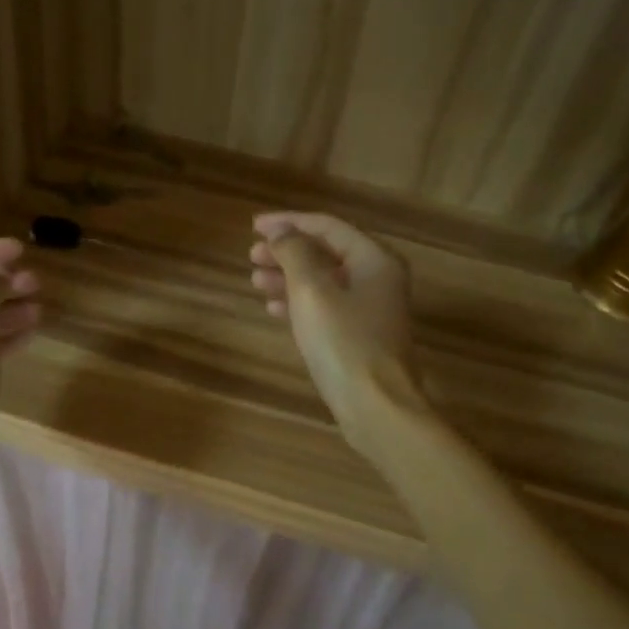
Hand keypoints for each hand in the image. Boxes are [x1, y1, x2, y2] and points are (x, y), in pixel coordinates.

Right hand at [248, 212, 428, 457]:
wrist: (376, 406)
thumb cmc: (344, 343)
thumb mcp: (312, 291)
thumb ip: (294, 253)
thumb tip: (280, 231)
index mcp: (373, 259)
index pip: (327, 226)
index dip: (288, 222)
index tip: (253, 226)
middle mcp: (377, 278)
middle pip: (326, 253)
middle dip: (287, 251)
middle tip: (251, 256)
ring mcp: (370, 310)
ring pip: (324, 282)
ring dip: (288, 277)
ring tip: (255, 281)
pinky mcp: (360, 337)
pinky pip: (326, 308)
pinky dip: (299, 303)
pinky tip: (273, 309)